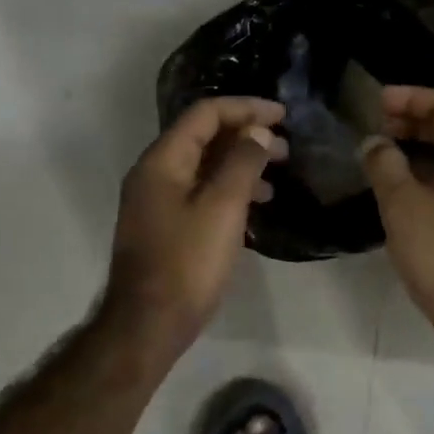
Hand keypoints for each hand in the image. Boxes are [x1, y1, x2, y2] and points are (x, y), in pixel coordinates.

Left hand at [104, 96, 286, 355]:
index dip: (246, 108)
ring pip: (205, 164)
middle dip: (246, 133)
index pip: (206, 113)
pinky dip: (230, 186)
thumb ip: (242, 162)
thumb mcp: (223, 208)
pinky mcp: (167, 224)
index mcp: (163, 161)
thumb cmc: (187, 262)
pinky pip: (202, 189)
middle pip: (204, 135)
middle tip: (284, 146)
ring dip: (241, 160)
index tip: (282, 114)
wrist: (148, 326)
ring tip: (277, 171)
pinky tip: (256, 202)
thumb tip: (257, 131)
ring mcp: (158, 200)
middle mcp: (155, 173)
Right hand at [360, 86, 433, 324]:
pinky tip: (397, 194)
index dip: (413, 97)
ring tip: (380, 158)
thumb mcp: (404, 204)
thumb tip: (374, 143)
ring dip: (417, 152)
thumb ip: (385, 165)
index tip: (378, 103)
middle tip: (376, 128)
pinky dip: (425, 178)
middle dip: (413, 122)